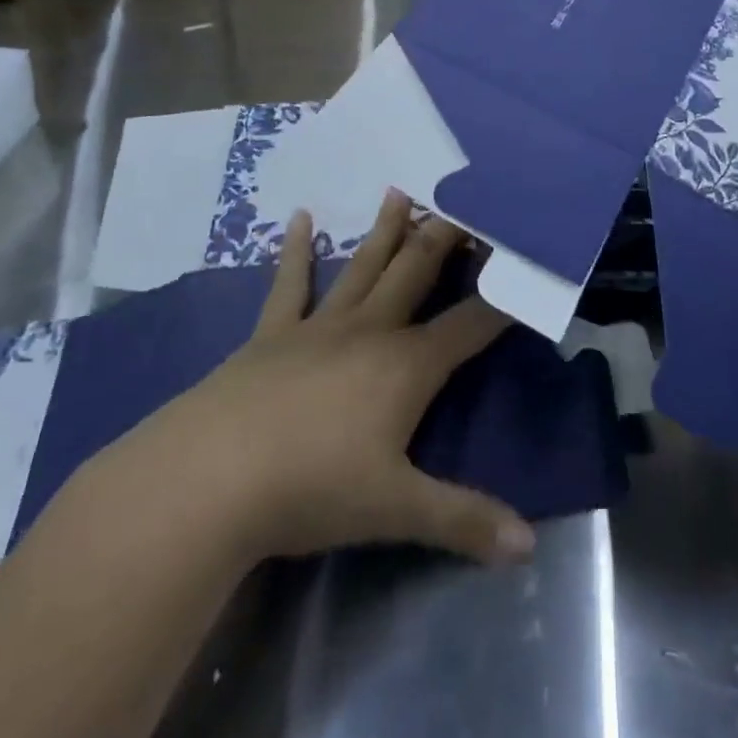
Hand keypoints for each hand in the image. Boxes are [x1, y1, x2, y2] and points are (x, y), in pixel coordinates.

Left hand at [133, 190, 536, 566]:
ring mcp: (318, 327)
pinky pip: (289, 285)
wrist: (207, 479)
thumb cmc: (312, 488)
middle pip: (417, 273)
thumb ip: (465, 521)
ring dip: (385, 231)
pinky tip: (297, 218)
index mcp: (407, 365)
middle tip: (464, 202)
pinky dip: (295, 251)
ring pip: (363, 267)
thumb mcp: (396, 509)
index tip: (524, 262)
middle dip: (446, 239)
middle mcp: (370, 331)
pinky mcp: (270, 335)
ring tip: (401, 191)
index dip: (503, 297)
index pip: (471, 324)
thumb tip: (530, 547)